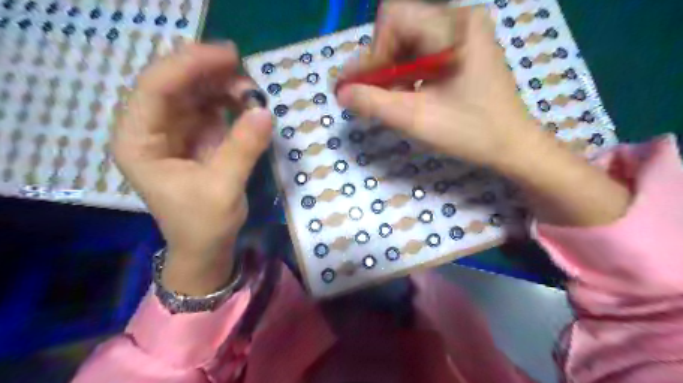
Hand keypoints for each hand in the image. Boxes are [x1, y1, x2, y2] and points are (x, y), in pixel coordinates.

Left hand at [113, 42, 271, 293]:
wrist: (206, 247)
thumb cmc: (203, 224)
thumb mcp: (223, 188)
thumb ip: (242, 148)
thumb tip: (265, 112)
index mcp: (139, 142)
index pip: (156, 89)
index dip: (190, 65)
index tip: (229, 55)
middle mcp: (151, 130)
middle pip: (175, 84)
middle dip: (209, 72)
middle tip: (246, 70)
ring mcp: (175, 131)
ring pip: (195, 93)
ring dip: (223, 86)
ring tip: (252, 92)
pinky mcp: (197, 137)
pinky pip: (211, 108)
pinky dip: (231, 102)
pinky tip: (247, 104)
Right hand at [336, 3, 538, 170]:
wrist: (512, 146)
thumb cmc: (472, 133)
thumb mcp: (417, 120)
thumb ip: (374, 104)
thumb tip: (341, 91)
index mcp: (455, 26)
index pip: (395, 17)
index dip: (374, 52)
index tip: (367, 86)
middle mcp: (459, 19)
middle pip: (400, 27)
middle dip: (383, 63)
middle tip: (376, 96)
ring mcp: (462, 32)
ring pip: (407, 41)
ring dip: (393, 71)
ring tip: (394, 100)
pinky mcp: (461, 47)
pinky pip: (421, 51)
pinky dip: (407, 73)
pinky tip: (409, 95)